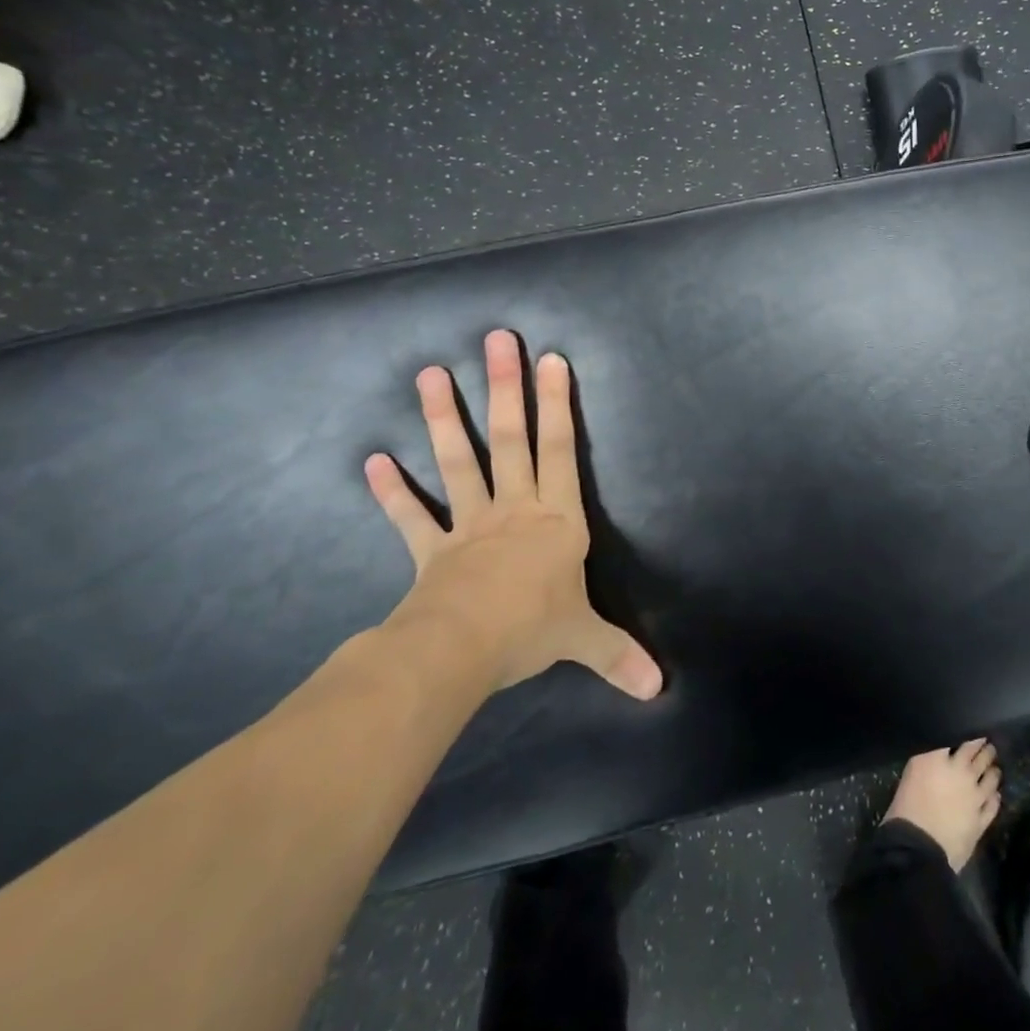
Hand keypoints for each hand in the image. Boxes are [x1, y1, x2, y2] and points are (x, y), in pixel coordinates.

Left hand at [364, 330, 662, 699]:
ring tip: (429, 375)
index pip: (562, 450)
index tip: (551, 361)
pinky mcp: (432, 550)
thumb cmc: (531, 630)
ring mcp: (470, 525)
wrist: (461, 651)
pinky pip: (411, 517)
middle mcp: (515, 509)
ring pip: (458, 462)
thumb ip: (620, 655)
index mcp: (556, 519)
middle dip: (505, 388)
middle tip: (496, 341)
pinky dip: (391, 491)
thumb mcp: (585, 639)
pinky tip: (371, 461)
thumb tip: (659, 689)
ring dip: (443, 419)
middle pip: (510, 439)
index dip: (558, 405)